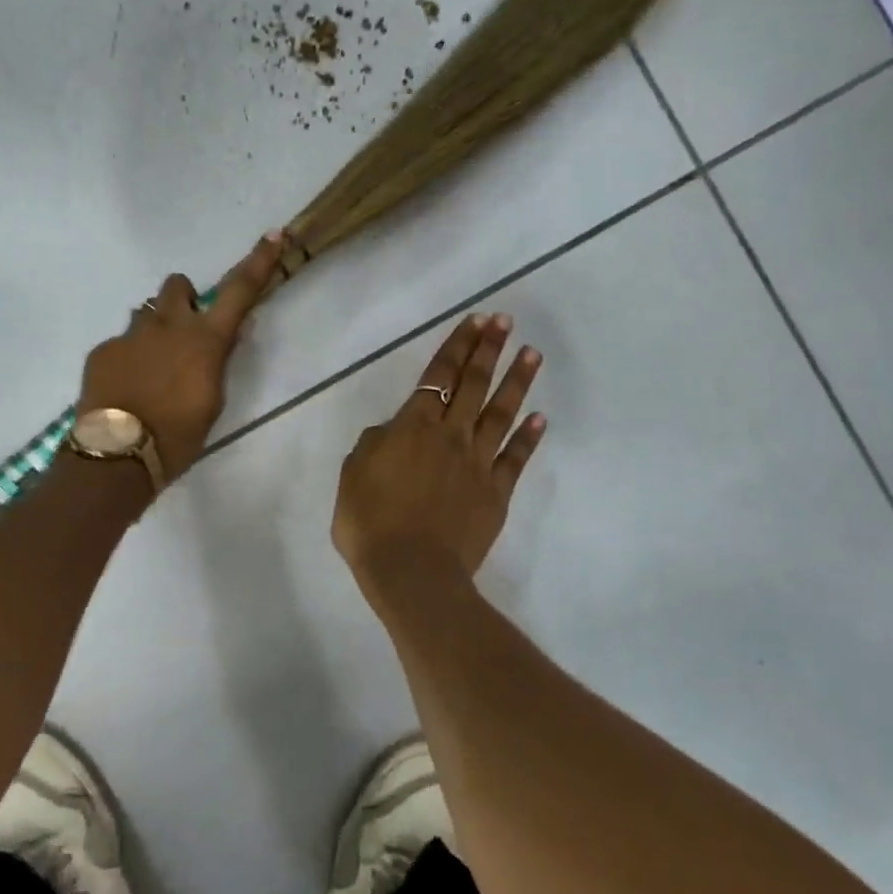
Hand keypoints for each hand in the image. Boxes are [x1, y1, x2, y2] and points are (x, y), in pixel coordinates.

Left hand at [77, 231, 284, 478]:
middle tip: (183, 331)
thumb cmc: (178, 436)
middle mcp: (168, 326)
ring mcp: (131, 335)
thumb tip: (229, 333)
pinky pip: (120, 343)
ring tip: (150, 369)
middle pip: (177, 285)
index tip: (273, 235)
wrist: (118, 455)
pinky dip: (127, 358)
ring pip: (145, 313)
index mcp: (205, 340)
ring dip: (154, 330)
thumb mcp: (212, 401)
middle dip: (182, 299)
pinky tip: (125, 389)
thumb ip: (218, 361)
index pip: (239, 291)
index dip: (258, 262)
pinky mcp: (102, 350)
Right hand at [332, 313, 546, 620]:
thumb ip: (373, 444)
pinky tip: (540, 418)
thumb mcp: (353, 474)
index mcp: (413, 427)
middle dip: (489, 349)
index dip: (458, 346)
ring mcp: (478, 463)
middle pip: (473, 384)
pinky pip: (515, 459)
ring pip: (500, 413)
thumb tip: (392, 431)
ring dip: (516, 381)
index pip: (439, 375)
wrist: (411, 572)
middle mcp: (451, 435)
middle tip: (506, 322)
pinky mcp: (495, 493)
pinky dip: (529, 437)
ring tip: (532, 353)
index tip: (476, 320)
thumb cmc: (371, 523)